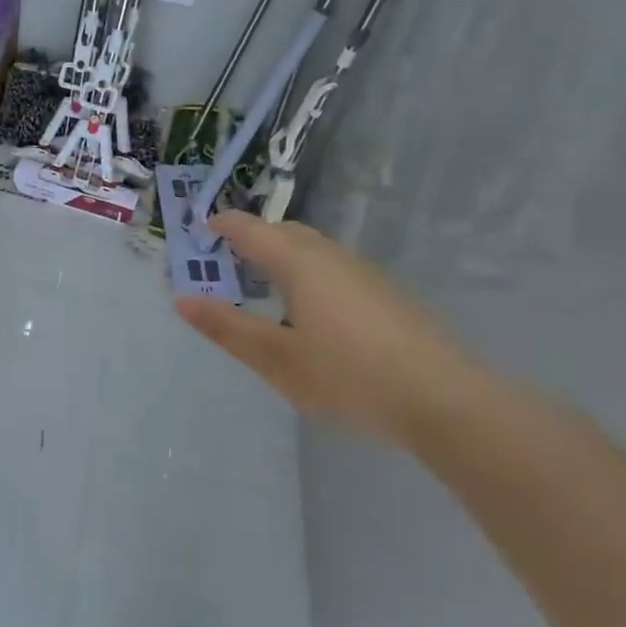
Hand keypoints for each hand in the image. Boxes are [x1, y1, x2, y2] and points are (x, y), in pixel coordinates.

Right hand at [175, 213, 487, 445]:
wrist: (443, 400)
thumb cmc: (348, 375)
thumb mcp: (276, 358)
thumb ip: (227, 327)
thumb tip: (182, 299)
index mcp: (299, 262)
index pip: (250, 229)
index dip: (221, 226)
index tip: (198, 234)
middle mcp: (331, 256)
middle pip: (284, 232)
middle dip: (251, 239)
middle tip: (225, 263)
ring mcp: (363, 273)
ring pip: (312, 249)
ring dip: (281, 256)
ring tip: (261, 287)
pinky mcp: (385, 294)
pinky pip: (332, 267)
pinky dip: (306, 273)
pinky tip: (308, 312)